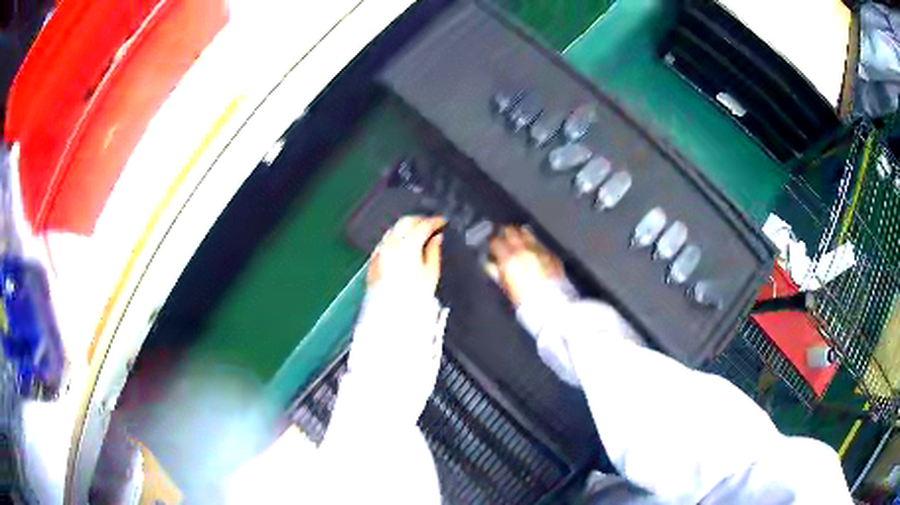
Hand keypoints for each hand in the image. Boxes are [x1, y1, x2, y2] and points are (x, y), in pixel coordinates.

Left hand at [368, 216, 444, 293]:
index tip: (442, 222)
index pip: (423, 225)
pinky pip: (385, 241)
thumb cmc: (412, 299)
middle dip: (420, 220)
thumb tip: (437, 238)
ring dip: (406, 227)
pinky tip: (403, 246)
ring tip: (418, 234)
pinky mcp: (373, 259)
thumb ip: (434, 252)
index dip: (435, 221)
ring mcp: (379, 251)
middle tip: (431, 224)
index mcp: (407, 247)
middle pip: (406, 221)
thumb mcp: (431, 275)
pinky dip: (396, 238)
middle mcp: (391, 245)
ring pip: (394, 229)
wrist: (390, 315)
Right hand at [487, 226, 565, 306]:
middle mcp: (523, 249)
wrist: (550, 305)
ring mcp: (539, 249)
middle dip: (505, 233)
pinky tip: (533, 251)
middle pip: (511, 230)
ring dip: (520, 235)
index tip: (491, 246)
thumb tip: (490, 263)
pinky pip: (539, 243)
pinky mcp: (551, 254)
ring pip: (527, 233)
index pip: (495, 241)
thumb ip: (496, 271)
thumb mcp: (505, 286)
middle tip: (503, 238)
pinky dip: (533, 245)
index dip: (492, 242)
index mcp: (509, 258)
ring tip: (518, 240)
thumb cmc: (523, 300)